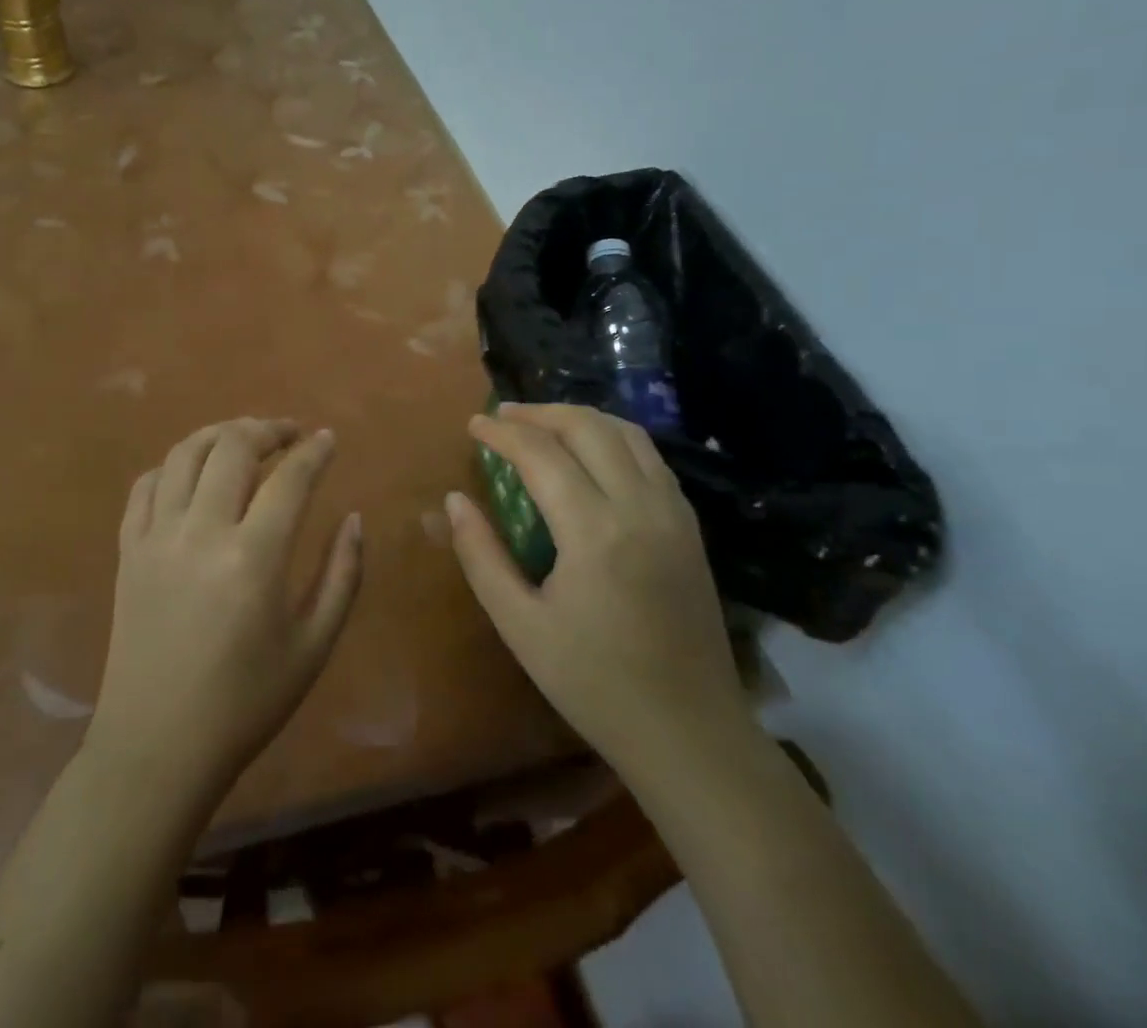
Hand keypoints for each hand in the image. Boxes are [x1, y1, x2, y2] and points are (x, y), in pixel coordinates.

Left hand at [89, 418, 362, 800]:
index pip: (290, 478)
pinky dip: (174, 465)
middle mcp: (201, 533)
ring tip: (245, 438)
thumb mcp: (314, 646)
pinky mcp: (128, 550)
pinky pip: (146, 485)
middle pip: (233, 447)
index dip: (314, 451)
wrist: (158, 746)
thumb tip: (353, 517)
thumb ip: (343, 575)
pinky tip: (194, 473)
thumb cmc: (246, 703)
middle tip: (289, 434)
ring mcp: (156, 537)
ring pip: (185, 454)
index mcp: (253, 558)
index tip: (328, 438)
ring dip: (220, 434)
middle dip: (267, 429)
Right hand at [445, 404, 749, 775]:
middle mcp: (640, 507)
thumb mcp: (520, 626)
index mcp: (595, 532)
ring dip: (580, 418)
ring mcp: (674, 514)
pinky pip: (651, 457)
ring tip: (542, 424)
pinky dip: (613, 438)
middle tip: (502, 416)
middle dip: (540, 413)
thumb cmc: (596, 684)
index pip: (542, 453)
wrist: (690, 733)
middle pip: (588, 427)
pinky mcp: (691, 527)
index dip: (502, 433)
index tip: (473, 425)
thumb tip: (455, 501)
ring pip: (627, 433)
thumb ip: (482, 556)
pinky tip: (591, 454)